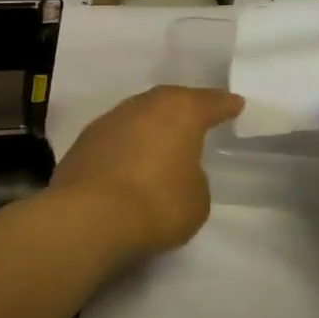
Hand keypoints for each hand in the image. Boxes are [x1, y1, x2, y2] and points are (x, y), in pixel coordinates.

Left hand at [50, 86, 243, 267]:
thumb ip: (193, 177)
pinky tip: (129, 162)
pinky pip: (116, 137)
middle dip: (184, 109)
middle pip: (170, 100)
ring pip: (138, 115)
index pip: (210, 102)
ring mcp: (109, 120)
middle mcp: (144, 106)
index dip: (225, 105)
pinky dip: (126, 145)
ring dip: (151, 127)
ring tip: (161, 143)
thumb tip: (178, 172)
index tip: (235, 105)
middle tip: (197, 118)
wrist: (90, 217)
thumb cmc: (157, 203)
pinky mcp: (83, 142)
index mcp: (180, 111)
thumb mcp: (197, 198)